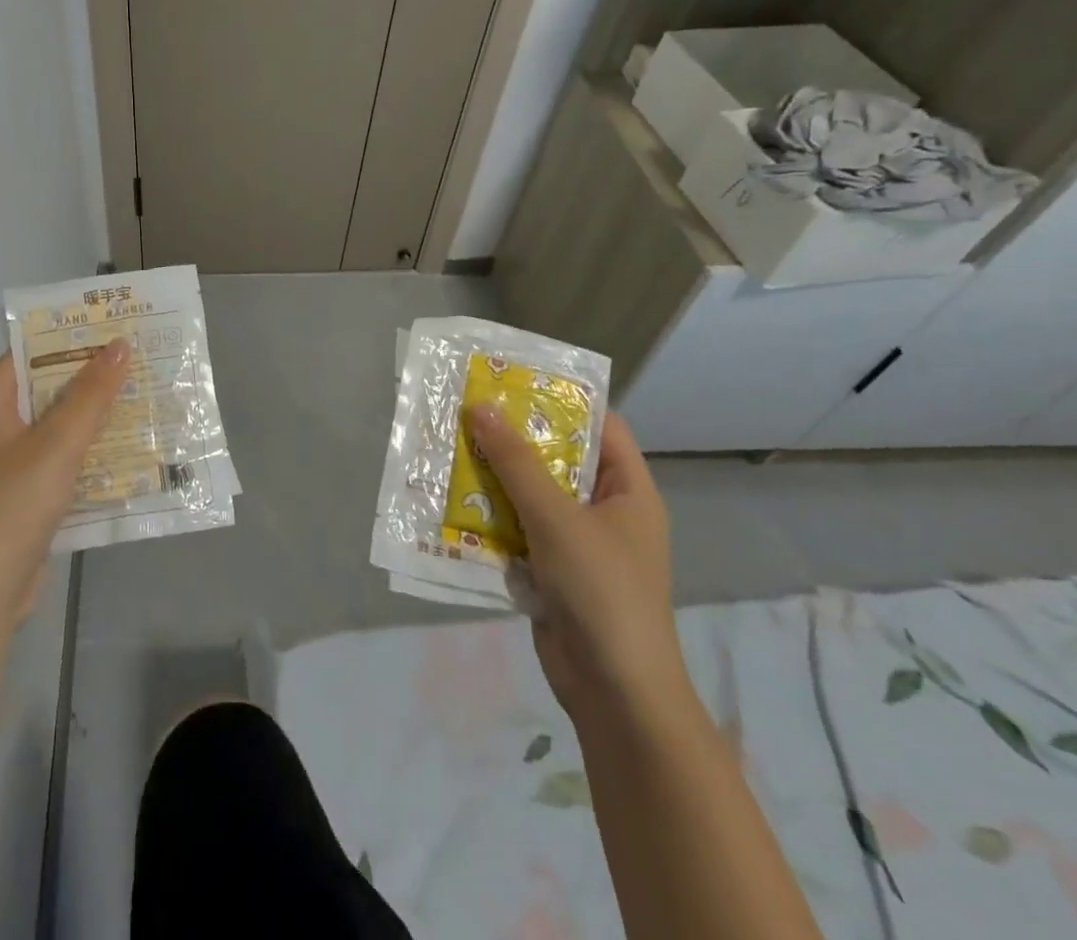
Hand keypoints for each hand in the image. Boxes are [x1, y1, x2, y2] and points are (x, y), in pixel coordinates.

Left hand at [0, 340, 129, 643]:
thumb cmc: (10, 508)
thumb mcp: (56, 444)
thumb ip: (91, 395)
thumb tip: (120, 344)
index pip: (30, 352)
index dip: (70, 336)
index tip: (115, 324)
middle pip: (50, 388)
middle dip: (95, 376)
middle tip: (143, 357)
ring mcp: (13, 465)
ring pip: (62, 427)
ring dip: (99, 416)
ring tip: (149, 395)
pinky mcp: (30, 497)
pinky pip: (66, 462)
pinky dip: (94, 454)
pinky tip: (135, 449)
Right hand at [467, 406, 688, 721]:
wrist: (615, 693)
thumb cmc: (601, 591)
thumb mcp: (555, 518)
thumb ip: (516, 462)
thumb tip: (481, 406)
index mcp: (627, 491)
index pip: (600, 426)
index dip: (559, 400)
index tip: (511, 382)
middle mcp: (605, 510)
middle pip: (557, 459)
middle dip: (512, 438)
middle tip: (465, 411)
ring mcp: (578, 543)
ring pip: (531, 495)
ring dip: (494, 478)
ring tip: (449, 448)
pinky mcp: (552, 571)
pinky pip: (518, 530)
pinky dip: (490, 516)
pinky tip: (453, 501)